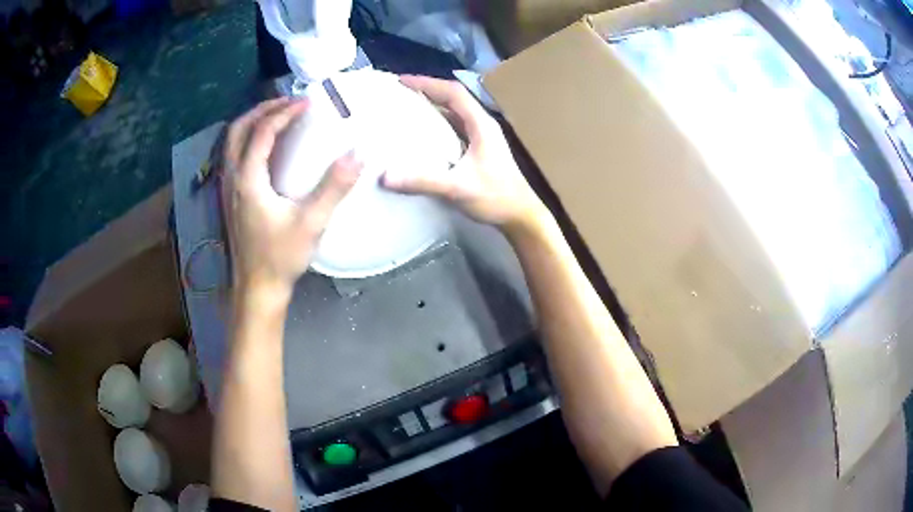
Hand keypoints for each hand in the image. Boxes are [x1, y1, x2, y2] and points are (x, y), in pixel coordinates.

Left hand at [222, 97, 361, 299]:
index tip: (307, 102)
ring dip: (253, 122)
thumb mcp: (311, 223)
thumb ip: (334, 187)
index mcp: (248, 179)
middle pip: (238, 130)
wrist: (257, 289)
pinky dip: (250, 139)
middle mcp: (233, 178)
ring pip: (232, 142)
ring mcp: (229, 189)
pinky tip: (267, 147)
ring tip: (278, 115)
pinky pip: (235, 156)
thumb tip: (359, 153)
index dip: (284, 112)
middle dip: (263, 109)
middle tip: (288, 102)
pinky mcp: (232, 198)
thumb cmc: (280, 257)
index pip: (262, 132)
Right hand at [381, 75, 548, 234]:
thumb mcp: (458, 188)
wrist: (521, 216)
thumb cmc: (496, 198)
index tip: (402, 81)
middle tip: (399, 92)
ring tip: (406, 107)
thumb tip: (385, 176)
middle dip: (427, 91)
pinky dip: (438, 124)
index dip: (427, 83)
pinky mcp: (480, 149)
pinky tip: (422, 133)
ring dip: (433, 106)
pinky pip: (455, 127)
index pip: (453, 93)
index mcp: (481, 125)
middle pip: (454, 98)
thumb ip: (423, 181)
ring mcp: (483, 137)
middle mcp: (483, 125)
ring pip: (455, 112)